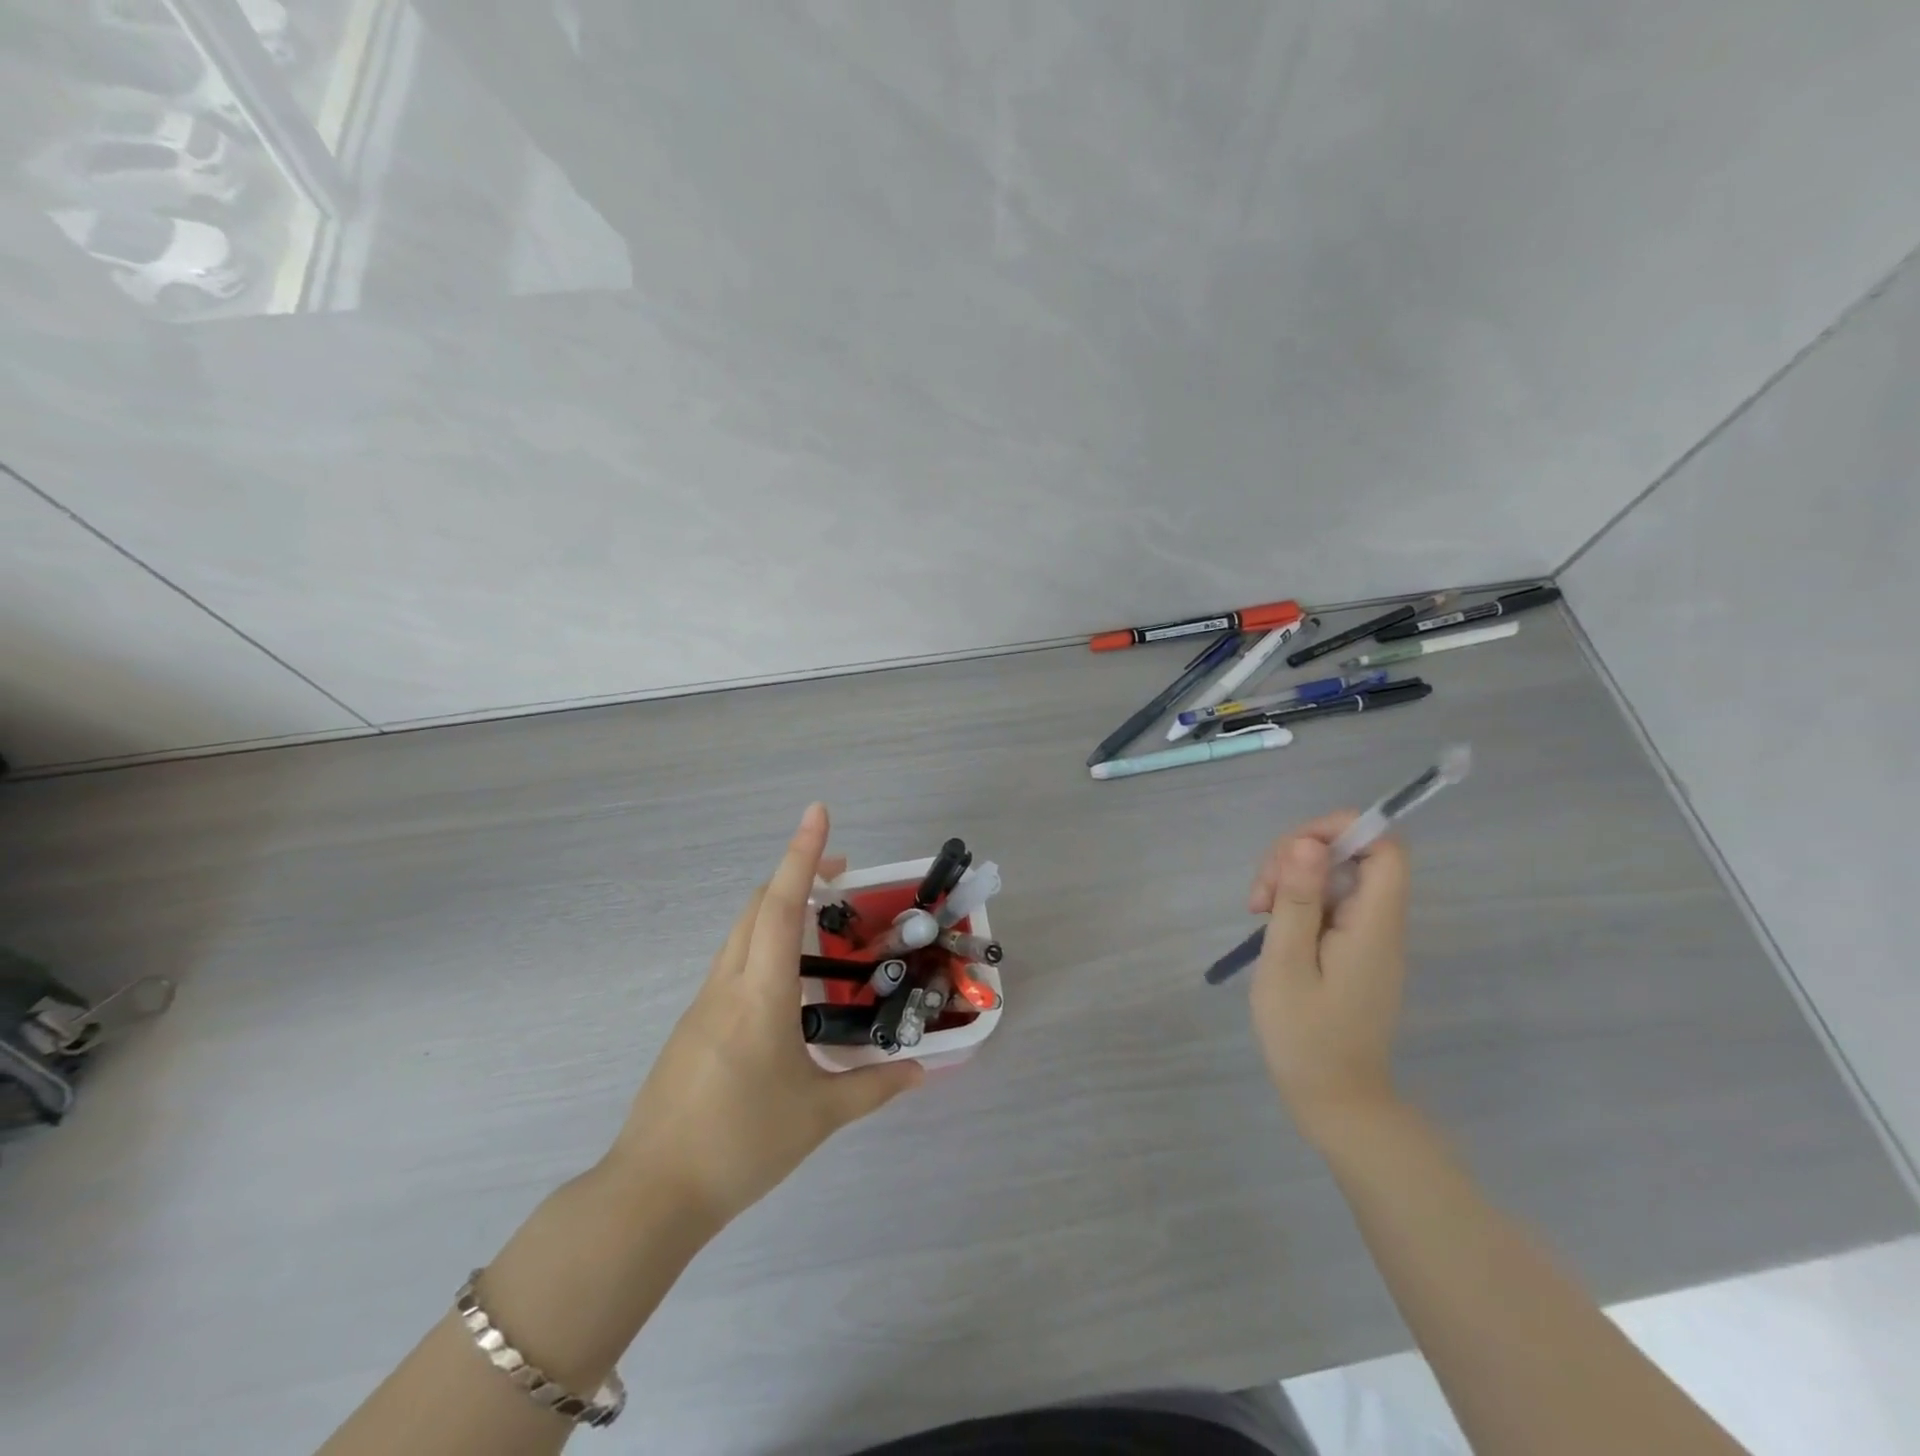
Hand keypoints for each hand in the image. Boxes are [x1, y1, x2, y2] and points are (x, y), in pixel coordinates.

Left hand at [606, 803, 924, 1230]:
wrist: (650, 1194)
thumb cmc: (740, 1145)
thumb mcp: (818, 1116)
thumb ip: (874, 1087)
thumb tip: (922, 1071)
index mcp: (760, 995)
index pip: (780, 906)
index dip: (802, 855)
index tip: (818, 813)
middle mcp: (728, 985)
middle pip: (756, 907)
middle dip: (796, 875)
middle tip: (842, 876)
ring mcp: (703, 1004)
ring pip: (741, 933)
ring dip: (777, 910)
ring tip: (822, 927)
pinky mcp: (693, 1025)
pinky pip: (732, 965)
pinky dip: (762, 947)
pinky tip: (790, 987)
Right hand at [1246, 814, 1410, 1145]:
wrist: (1335, 1102)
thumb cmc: (1305, 1036)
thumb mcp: (1288, 963)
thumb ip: (1299, 901)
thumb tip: (1308, 843)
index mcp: (1374, 925)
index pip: (1386, 848)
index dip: (1342, 830)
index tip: (1292, 850)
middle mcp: (1381, 925)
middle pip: (1354, 857)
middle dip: (1299, 858)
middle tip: (1259, 895)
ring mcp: (1369, 939)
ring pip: (1337, 879)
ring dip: (1292, 881)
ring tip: (1257, 913)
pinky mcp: (1355, 953)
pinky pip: (1332, 905)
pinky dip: (1299, 904)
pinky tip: (1271, 927)